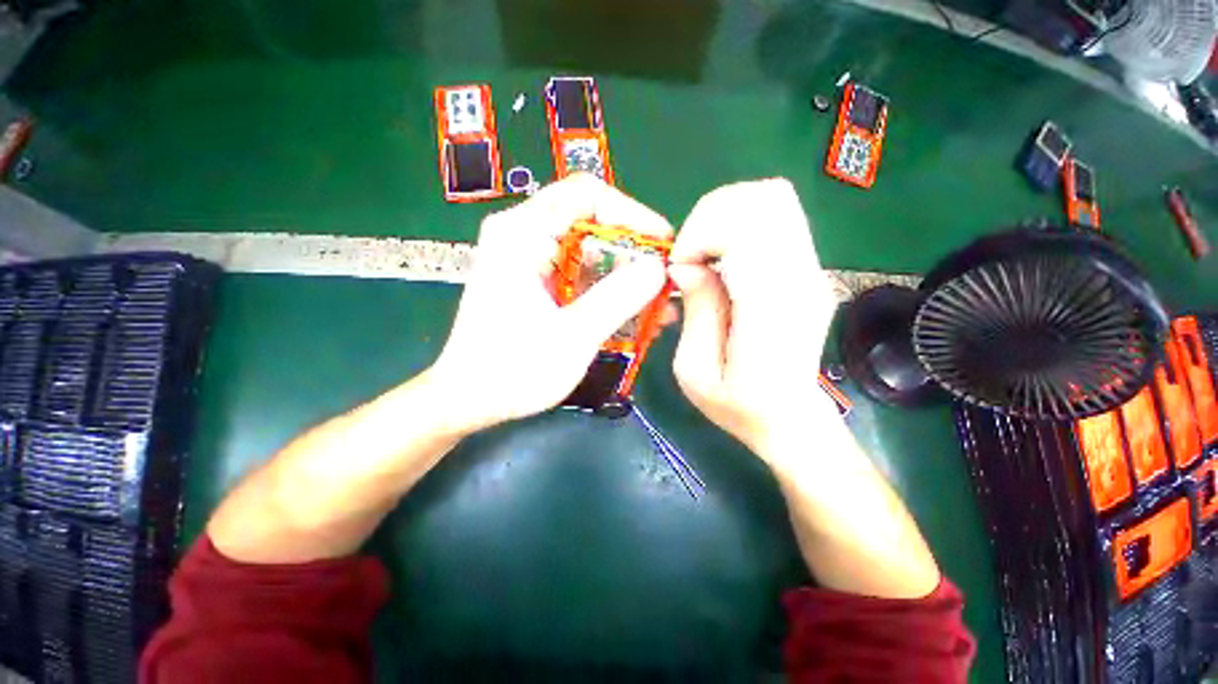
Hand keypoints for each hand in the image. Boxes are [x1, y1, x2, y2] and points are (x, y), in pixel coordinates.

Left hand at [429, 174, 670, 434]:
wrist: (469, 399)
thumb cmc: (513, 370)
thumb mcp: (573, 336)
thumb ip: (617, 298)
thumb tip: (657, 268)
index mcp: (523, 233)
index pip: (587, 196)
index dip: (632, 215)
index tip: (662, 246)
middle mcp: (524, 235)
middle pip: (591, 224)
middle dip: (633, 253)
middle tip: (664, 281)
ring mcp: (529, 260)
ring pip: (590, 252)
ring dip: (625, 277)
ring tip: (658, 305)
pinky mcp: (536, 282)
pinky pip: (581, 275)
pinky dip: (608, 292)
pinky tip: (634, 316)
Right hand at [668, 179, 838, 457]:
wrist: (791, 419)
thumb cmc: (739, 406)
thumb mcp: (696, 372)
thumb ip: (696, 312)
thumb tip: (686, 266)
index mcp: (773, 309)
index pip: (749, 227)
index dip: (701, 233)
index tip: (679, 267)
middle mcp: (802, 278)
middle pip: (768, 196)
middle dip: (712, 214)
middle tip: (690, 255)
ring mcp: (812, 270)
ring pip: (775, 198)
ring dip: (725, 216)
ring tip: (704, 255)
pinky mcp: (809, 269)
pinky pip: (776, 218)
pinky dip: (738, 225)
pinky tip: (721, 259)